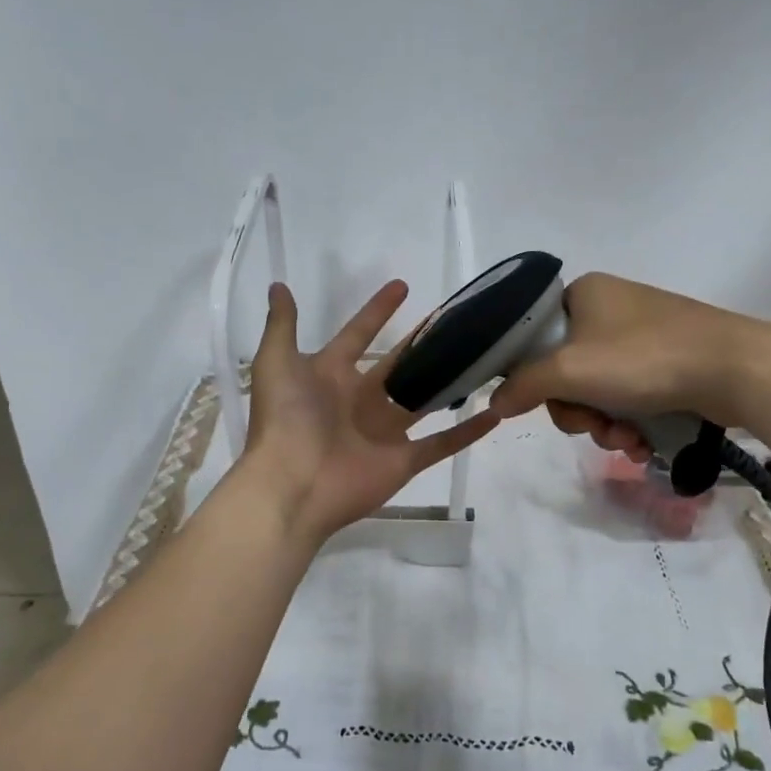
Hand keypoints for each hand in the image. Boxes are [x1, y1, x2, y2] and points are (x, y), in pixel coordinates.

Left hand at [241, 280, 497, 545]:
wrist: (292, 484)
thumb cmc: (285, 420)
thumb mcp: (275, 363)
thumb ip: (281, 325)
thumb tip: (278, 285)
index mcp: (331, 375)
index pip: (358, 336)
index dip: (377, 312)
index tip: (403, 286)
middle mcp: (360, 400)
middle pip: (398, 366)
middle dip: (422, 344)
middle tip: (454, 320)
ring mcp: (384, 432)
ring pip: (424, 400)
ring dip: (448, 382)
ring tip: (480, 357)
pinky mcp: (404, 460)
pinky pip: (441, 444)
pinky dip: (467, 432)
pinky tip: (494, 413)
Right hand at [487, 272, 770, 454]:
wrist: (735, 368)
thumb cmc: (644, 360)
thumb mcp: (570, 371)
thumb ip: (523, 385)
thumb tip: (494, 402)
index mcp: (582, 294)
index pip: (534, 339)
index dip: (536, 379)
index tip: (552, 403)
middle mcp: (609, 308)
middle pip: (565, 372)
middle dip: (578, 411)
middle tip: (596, 427)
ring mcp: (640, 335)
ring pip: (597, 391)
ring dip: (604, 424)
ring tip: (627, 440)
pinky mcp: (666, 360)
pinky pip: (628, 396)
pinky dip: (629, 422)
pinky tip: (642, 442)